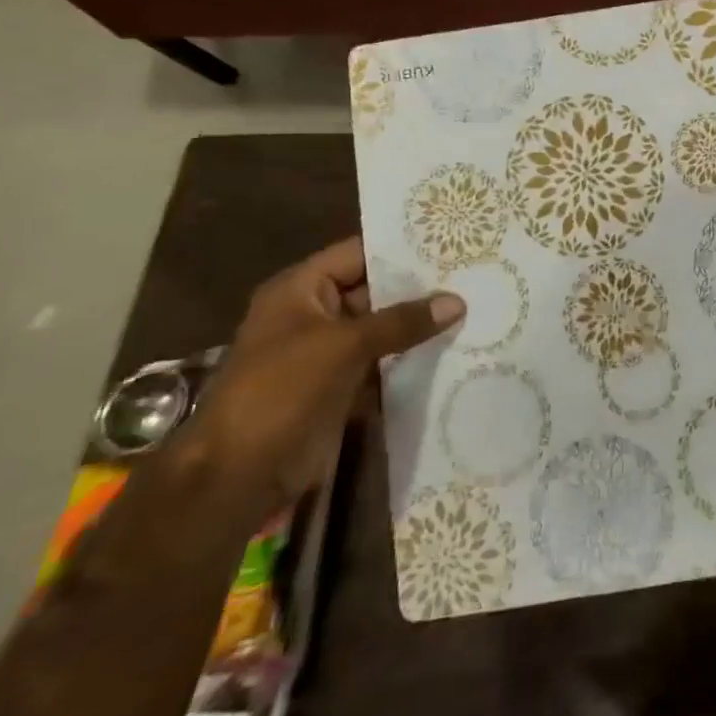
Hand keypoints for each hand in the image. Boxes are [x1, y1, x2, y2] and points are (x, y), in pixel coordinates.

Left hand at [188, 238, 463, 515]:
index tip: (451, 240)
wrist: (240, 475)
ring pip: (383, 329)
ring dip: (420, 325)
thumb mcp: (343, 345)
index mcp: (300, 290)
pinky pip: (384, 362)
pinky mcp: (342, 386)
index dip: (401, 247)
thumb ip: (402, 321)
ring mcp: (328, 352)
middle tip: (473, 273)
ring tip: (475, 306)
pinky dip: (412, 359)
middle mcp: (314, 314)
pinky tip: (456, 349)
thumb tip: (457, 301)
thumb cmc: (281, 391)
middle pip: (375, 290)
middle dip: (420, 287)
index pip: (358, 253)